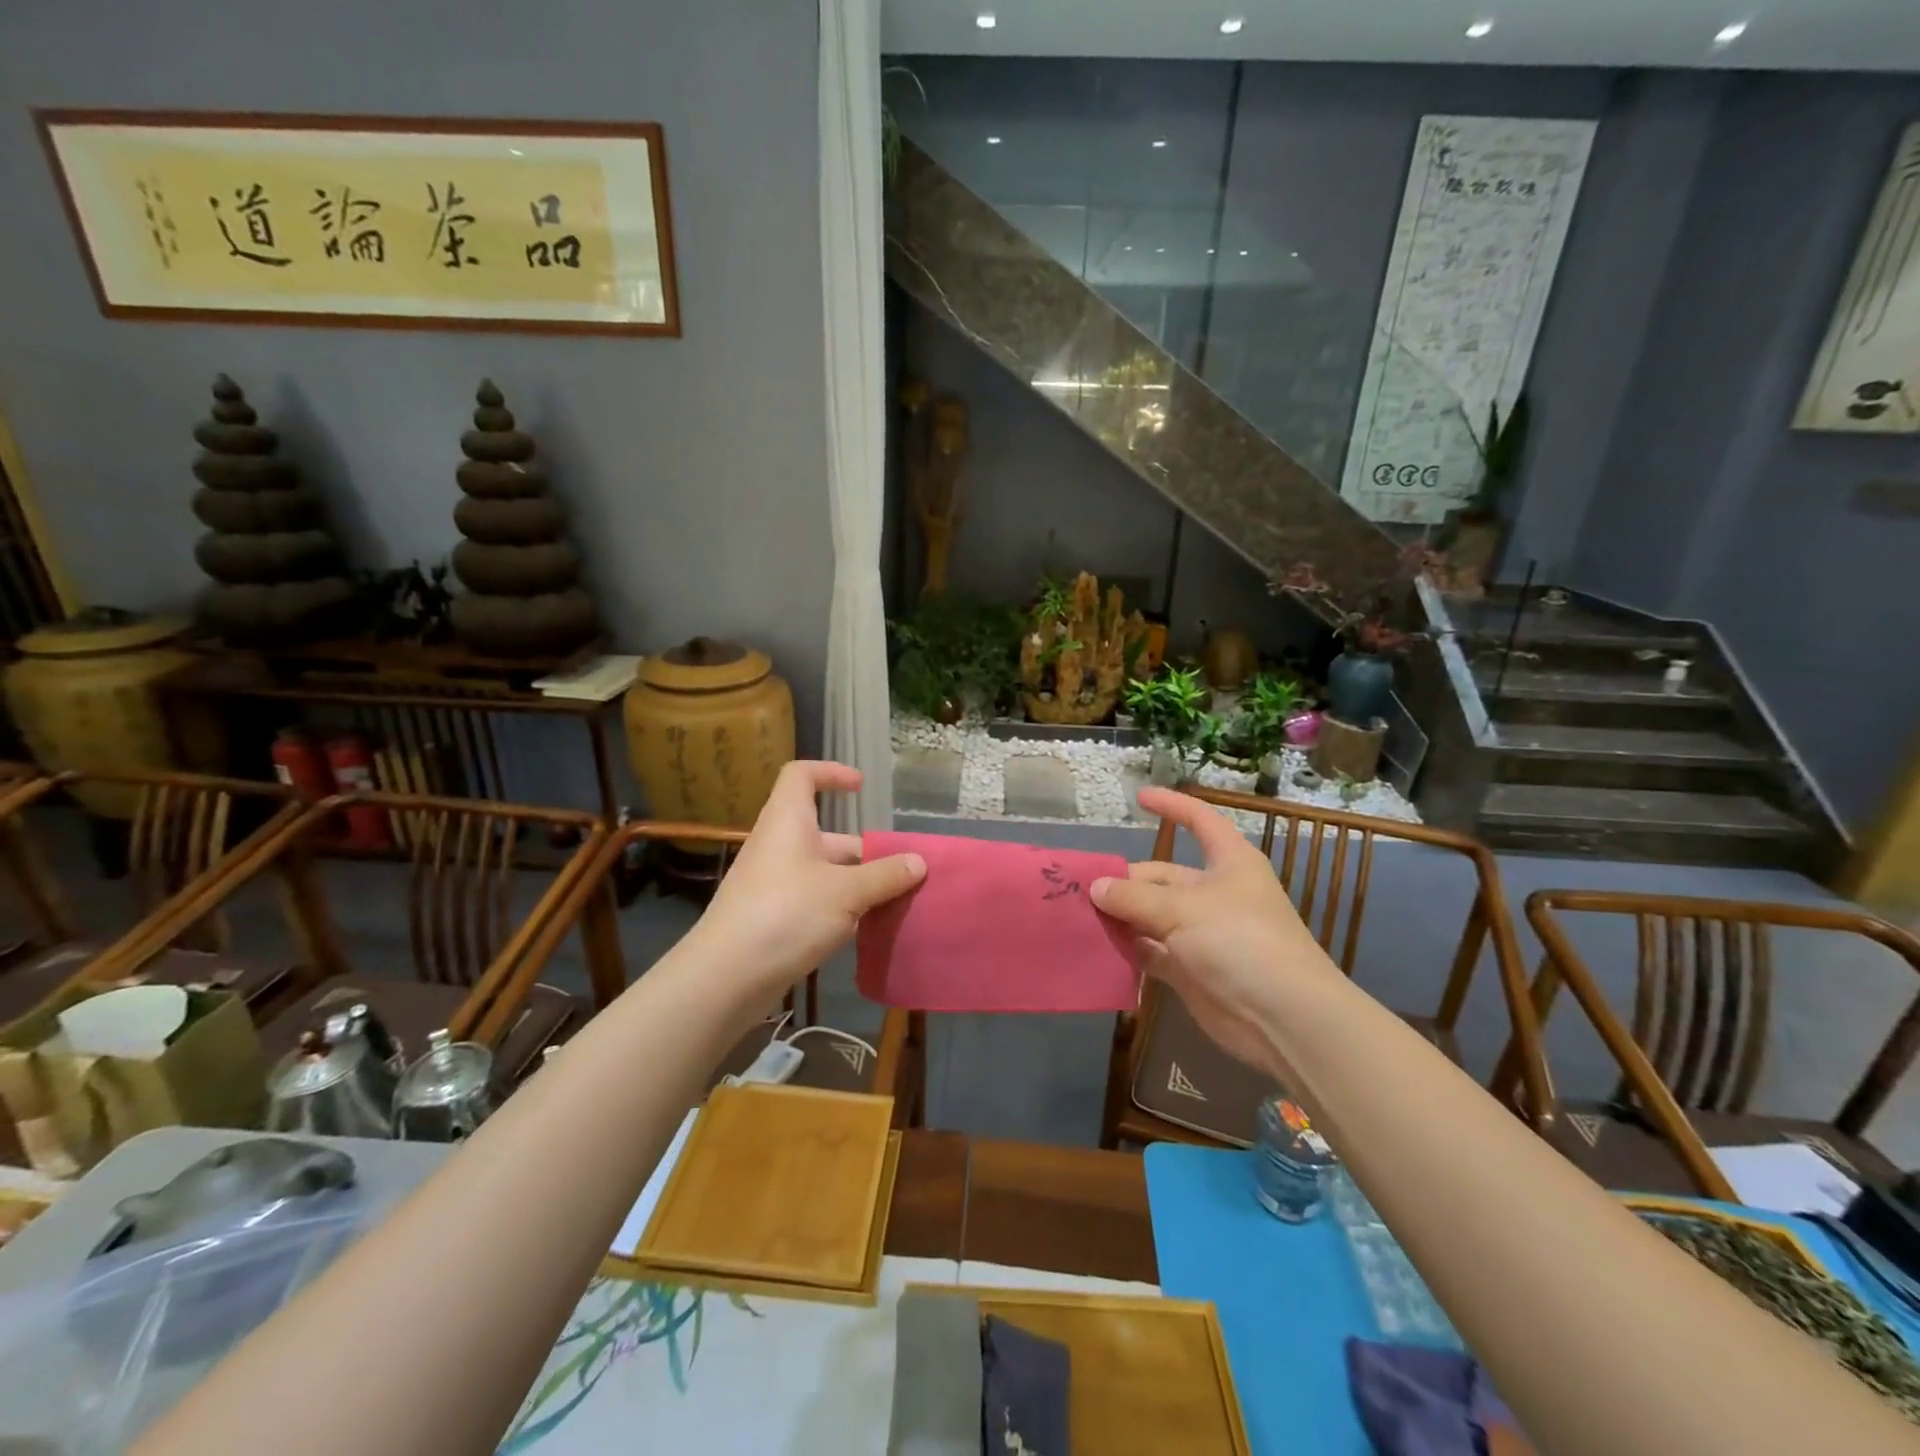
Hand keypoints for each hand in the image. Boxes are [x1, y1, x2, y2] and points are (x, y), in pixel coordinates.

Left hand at [692, 761, 924, 1004]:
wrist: (726, 977)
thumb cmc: (787, 914)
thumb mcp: (846, 892)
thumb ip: (885, 876)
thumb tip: (919, 862)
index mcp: (788, 822)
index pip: (801, 775)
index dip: (831, 773)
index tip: (861, 788)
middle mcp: (778, 846)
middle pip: (824, 833)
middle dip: (864, 849)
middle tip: (900, 869)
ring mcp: (773, 883)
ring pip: (822, 871)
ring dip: (856, 882)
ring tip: (894, 901)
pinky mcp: (772, 917)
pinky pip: (813, 899)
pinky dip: (840, 908)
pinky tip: (865, 929)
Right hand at [1091, 787, 1329, 1077]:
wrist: (1282, 1018)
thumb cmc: (1239, 941)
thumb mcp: (1182, 909)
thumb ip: (1133, 897)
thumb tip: (1095, 886)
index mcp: (1228, 863)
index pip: (1198, 821)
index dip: (1171, 806)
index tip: (1139, 797)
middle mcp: (1214, 893)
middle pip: (1161, 876)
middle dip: (1124, 882)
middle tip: (1081, 890)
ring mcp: (1202, 933)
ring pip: (1152, 916)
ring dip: (1121, 917)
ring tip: (1079, 916)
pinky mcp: (1191, 969)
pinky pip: (1152, 951)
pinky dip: (1128, 949)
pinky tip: (1097, 948)